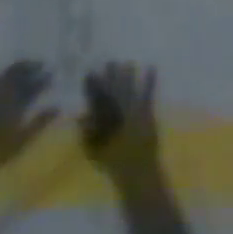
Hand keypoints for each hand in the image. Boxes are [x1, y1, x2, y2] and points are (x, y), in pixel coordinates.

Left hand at [0, 61, 56, 181]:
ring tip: (26, 66)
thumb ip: (40, 121)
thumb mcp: (22, 140)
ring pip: (6, 73)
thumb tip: (58, 106)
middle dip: (31, 67)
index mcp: (15, 100)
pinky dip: (2, 74)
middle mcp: (2, 91)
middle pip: (19, 73)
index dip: (44, 78)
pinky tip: (3, 76)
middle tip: (41, 64)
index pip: (33, 84)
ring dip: (18, 68)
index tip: (52, 73)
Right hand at [81, 62, 160, 179]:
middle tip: (111, 62)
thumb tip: (81, 116)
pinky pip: (148, 92)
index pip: (96, 97)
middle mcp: (116, 111)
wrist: (136, 171)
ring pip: (129, 87)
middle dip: (111, 74)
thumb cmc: (113, 162)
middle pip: (112, 88)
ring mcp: (132, 109)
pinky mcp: (146, 112)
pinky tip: (151, 68)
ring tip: (128, 63)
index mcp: (103, 120)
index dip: (93, 84)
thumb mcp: (93, 150)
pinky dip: (150, 80)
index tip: (91, 73)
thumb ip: (86, 133)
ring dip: (128, 74)